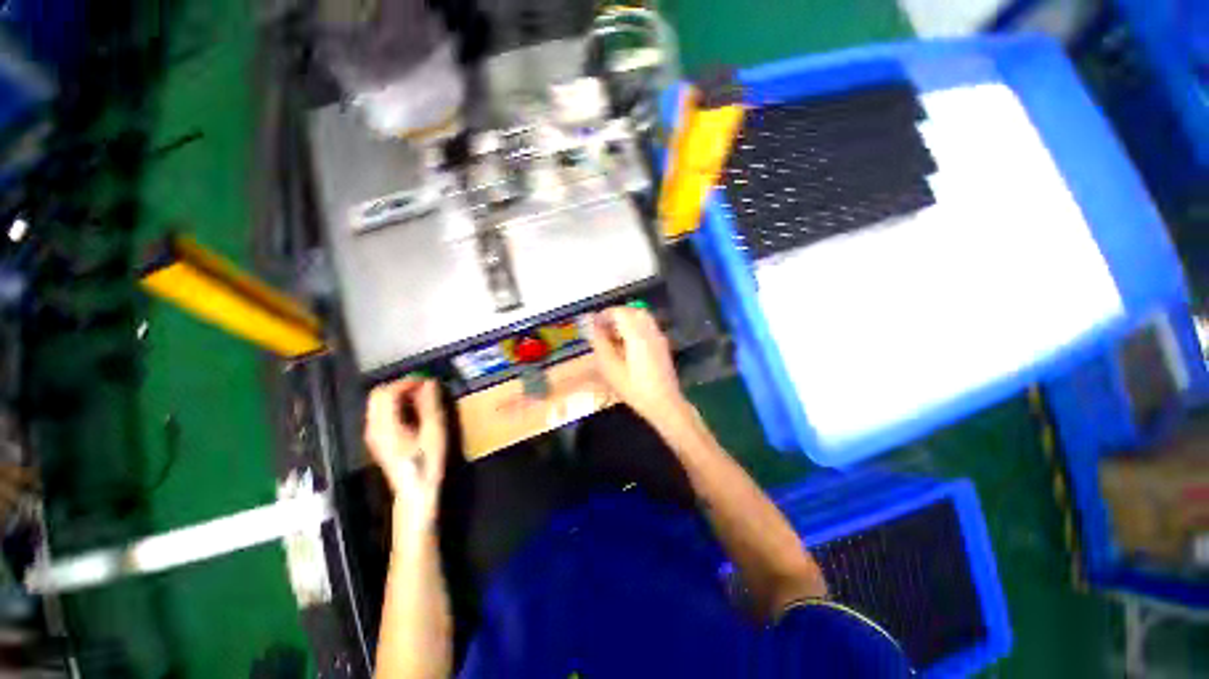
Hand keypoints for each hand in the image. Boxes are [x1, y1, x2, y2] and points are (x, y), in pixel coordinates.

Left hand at [364, 378, 447, 533]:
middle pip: (378, 395)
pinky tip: (413, 410)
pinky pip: (381, 412)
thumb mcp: (434, 432)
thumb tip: (429, 382)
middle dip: (400, 386)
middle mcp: (373, 428)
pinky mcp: (377, 439)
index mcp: (386, 426)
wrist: (415, 492)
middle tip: (423, 387)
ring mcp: (373, 434)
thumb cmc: (427, 463)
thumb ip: (430, 405)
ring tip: (421, 396)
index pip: (387, 393)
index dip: (406, 382)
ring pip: (378, 402)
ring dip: (398, 394)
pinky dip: (395, 404)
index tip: (427, 381)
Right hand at [588, 306, 689, 423]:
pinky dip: (635, 327)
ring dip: (626, 321)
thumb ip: (600, 343)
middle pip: (631, 311)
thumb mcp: (611, 368)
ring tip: (613, 337)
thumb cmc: (634, 389)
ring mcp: (658, 337)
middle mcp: (650, 330)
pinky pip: (647, 326)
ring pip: (641, 317)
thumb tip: (591, 325)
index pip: (619, 312)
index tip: (593, 325)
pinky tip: (627, 345)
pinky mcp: (662, 345)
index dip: (603, 315)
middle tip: (602, 330)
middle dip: (615, 316)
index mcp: (636, 334)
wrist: (664, 404)